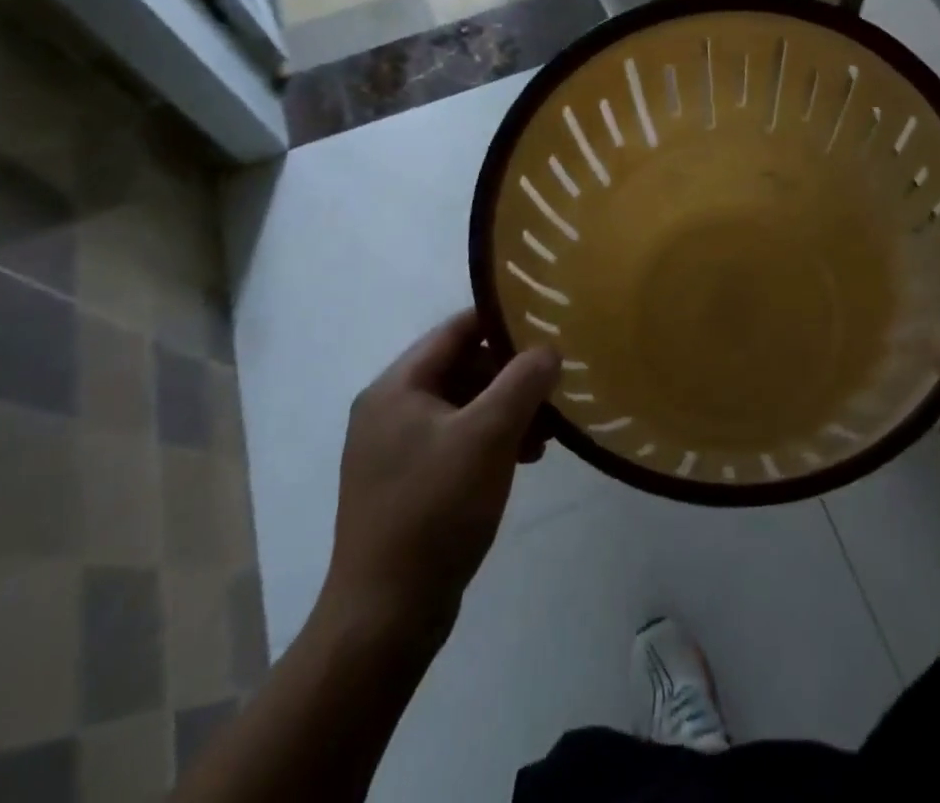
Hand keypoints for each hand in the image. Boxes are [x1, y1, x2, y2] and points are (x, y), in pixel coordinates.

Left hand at [320, 310, 559, 646]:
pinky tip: (524, 460)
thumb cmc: (435, 510)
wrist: (385, 617)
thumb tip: (549, 348)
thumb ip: (523, 381)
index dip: (504, 323)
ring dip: (508, 411)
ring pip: (465, 407)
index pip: (457, 330)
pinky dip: (492, 441)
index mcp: (396, 388)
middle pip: (463, 368)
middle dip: (512, 377)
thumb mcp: (488, 435)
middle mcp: (389, 410)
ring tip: (546, 435)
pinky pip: (458, 441)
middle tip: (554, 391)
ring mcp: (395, 450)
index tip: (550, 327)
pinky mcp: (408, 483)